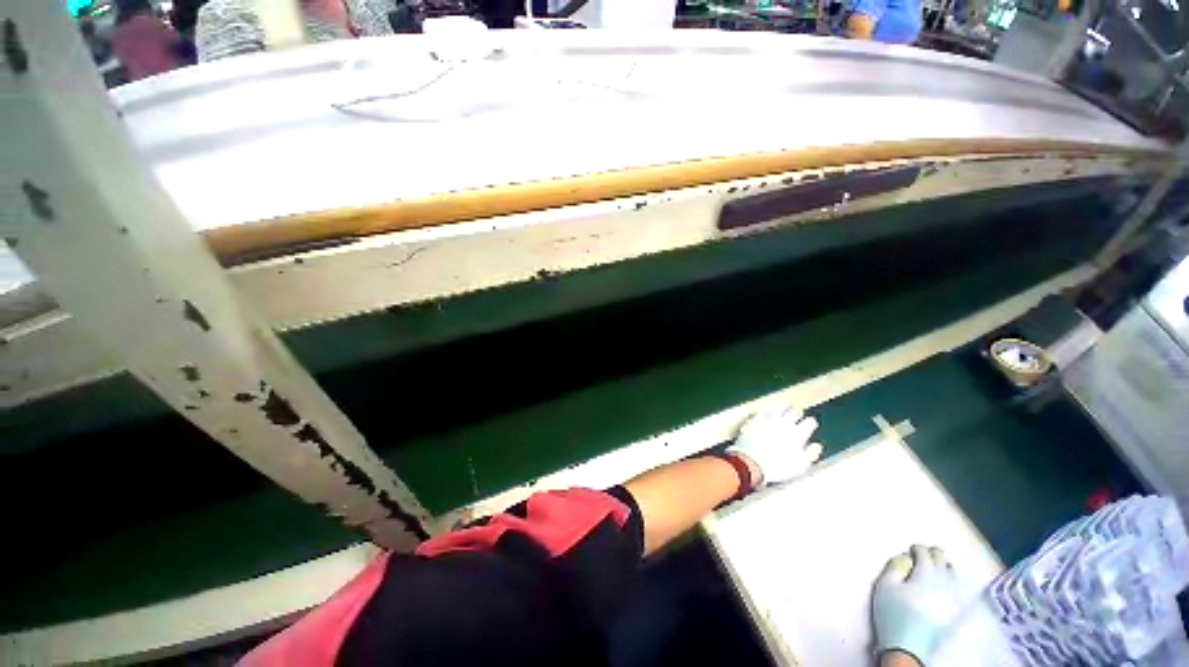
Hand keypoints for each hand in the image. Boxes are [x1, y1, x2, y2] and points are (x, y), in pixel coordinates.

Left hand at [727, 406, 822, 486]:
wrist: (753, 462)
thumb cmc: (778, 467)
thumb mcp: (800, 466)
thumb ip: (811, 454)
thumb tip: (817, 446)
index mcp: (798, 434)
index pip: (809, 422)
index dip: (811, 423)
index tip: (811, 425)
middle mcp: (785, 424)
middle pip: (794, 412)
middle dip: (798, 414)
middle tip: (798, 415)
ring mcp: (769, 420)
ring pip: (779, 409)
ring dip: (784, 409)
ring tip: (786, 410)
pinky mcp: (756, 420)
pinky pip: (764, 411)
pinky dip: (769, 410)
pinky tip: (769, 411)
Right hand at [873, 545, 961, 665]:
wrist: (907, 646)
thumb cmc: (892, 613)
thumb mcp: (885, 586)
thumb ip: (895, 566)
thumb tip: (905, 556)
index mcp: (925, 575)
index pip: (924, 553)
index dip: (917, 548)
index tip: (911, 549)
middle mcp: (943, 583)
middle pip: (942, 561)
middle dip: (933, 554)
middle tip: (923, 554)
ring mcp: (952, 598)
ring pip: (952, 573)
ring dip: (943, 565)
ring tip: (935, 565)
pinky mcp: (954, 610)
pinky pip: (957, 587)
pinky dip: (951, 579)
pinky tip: (946, 581)